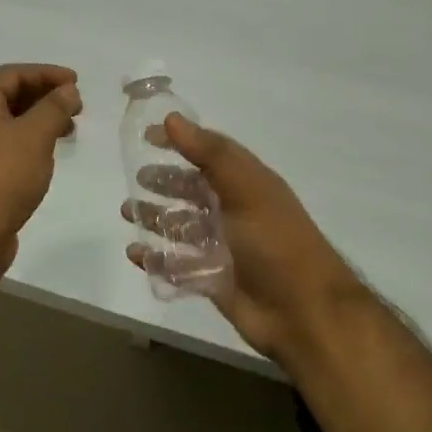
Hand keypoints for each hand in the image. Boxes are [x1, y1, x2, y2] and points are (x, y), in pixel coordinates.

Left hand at [0, 64, 82, 273]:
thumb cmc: (1, 177)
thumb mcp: (34, 136)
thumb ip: (54, 107)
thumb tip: (67, 89)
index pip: (13, 73)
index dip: (47, 74)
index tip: (77, 82)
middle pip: (8, 94)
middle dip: (44, 96)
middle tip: (76, 106)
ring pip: (7, 120)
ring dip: (38, 119)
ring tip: (68, 130)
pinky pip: (3, 142)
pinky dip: (27, 139)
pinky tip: (46, 152)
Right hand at [123, 114, 362, 364]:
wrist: (303, 312)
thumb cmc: (276, 242)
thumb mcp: (246, 189)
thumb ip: (209, 154)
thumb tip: (171, 119)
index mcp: (246, 185)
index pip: (209, 154)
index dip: (181, 142)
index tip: (148, 136)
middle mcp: (233, 212)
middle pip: (192, 191)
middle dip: (164, 183)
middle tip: (136, 178)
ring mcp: (222, 247)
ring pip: (180, 227)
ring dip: (154, 218)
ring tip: (128, 212)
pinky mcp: (211, 280)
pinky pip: (176, 265)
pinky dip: (155, 258)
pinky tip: (135, 253)